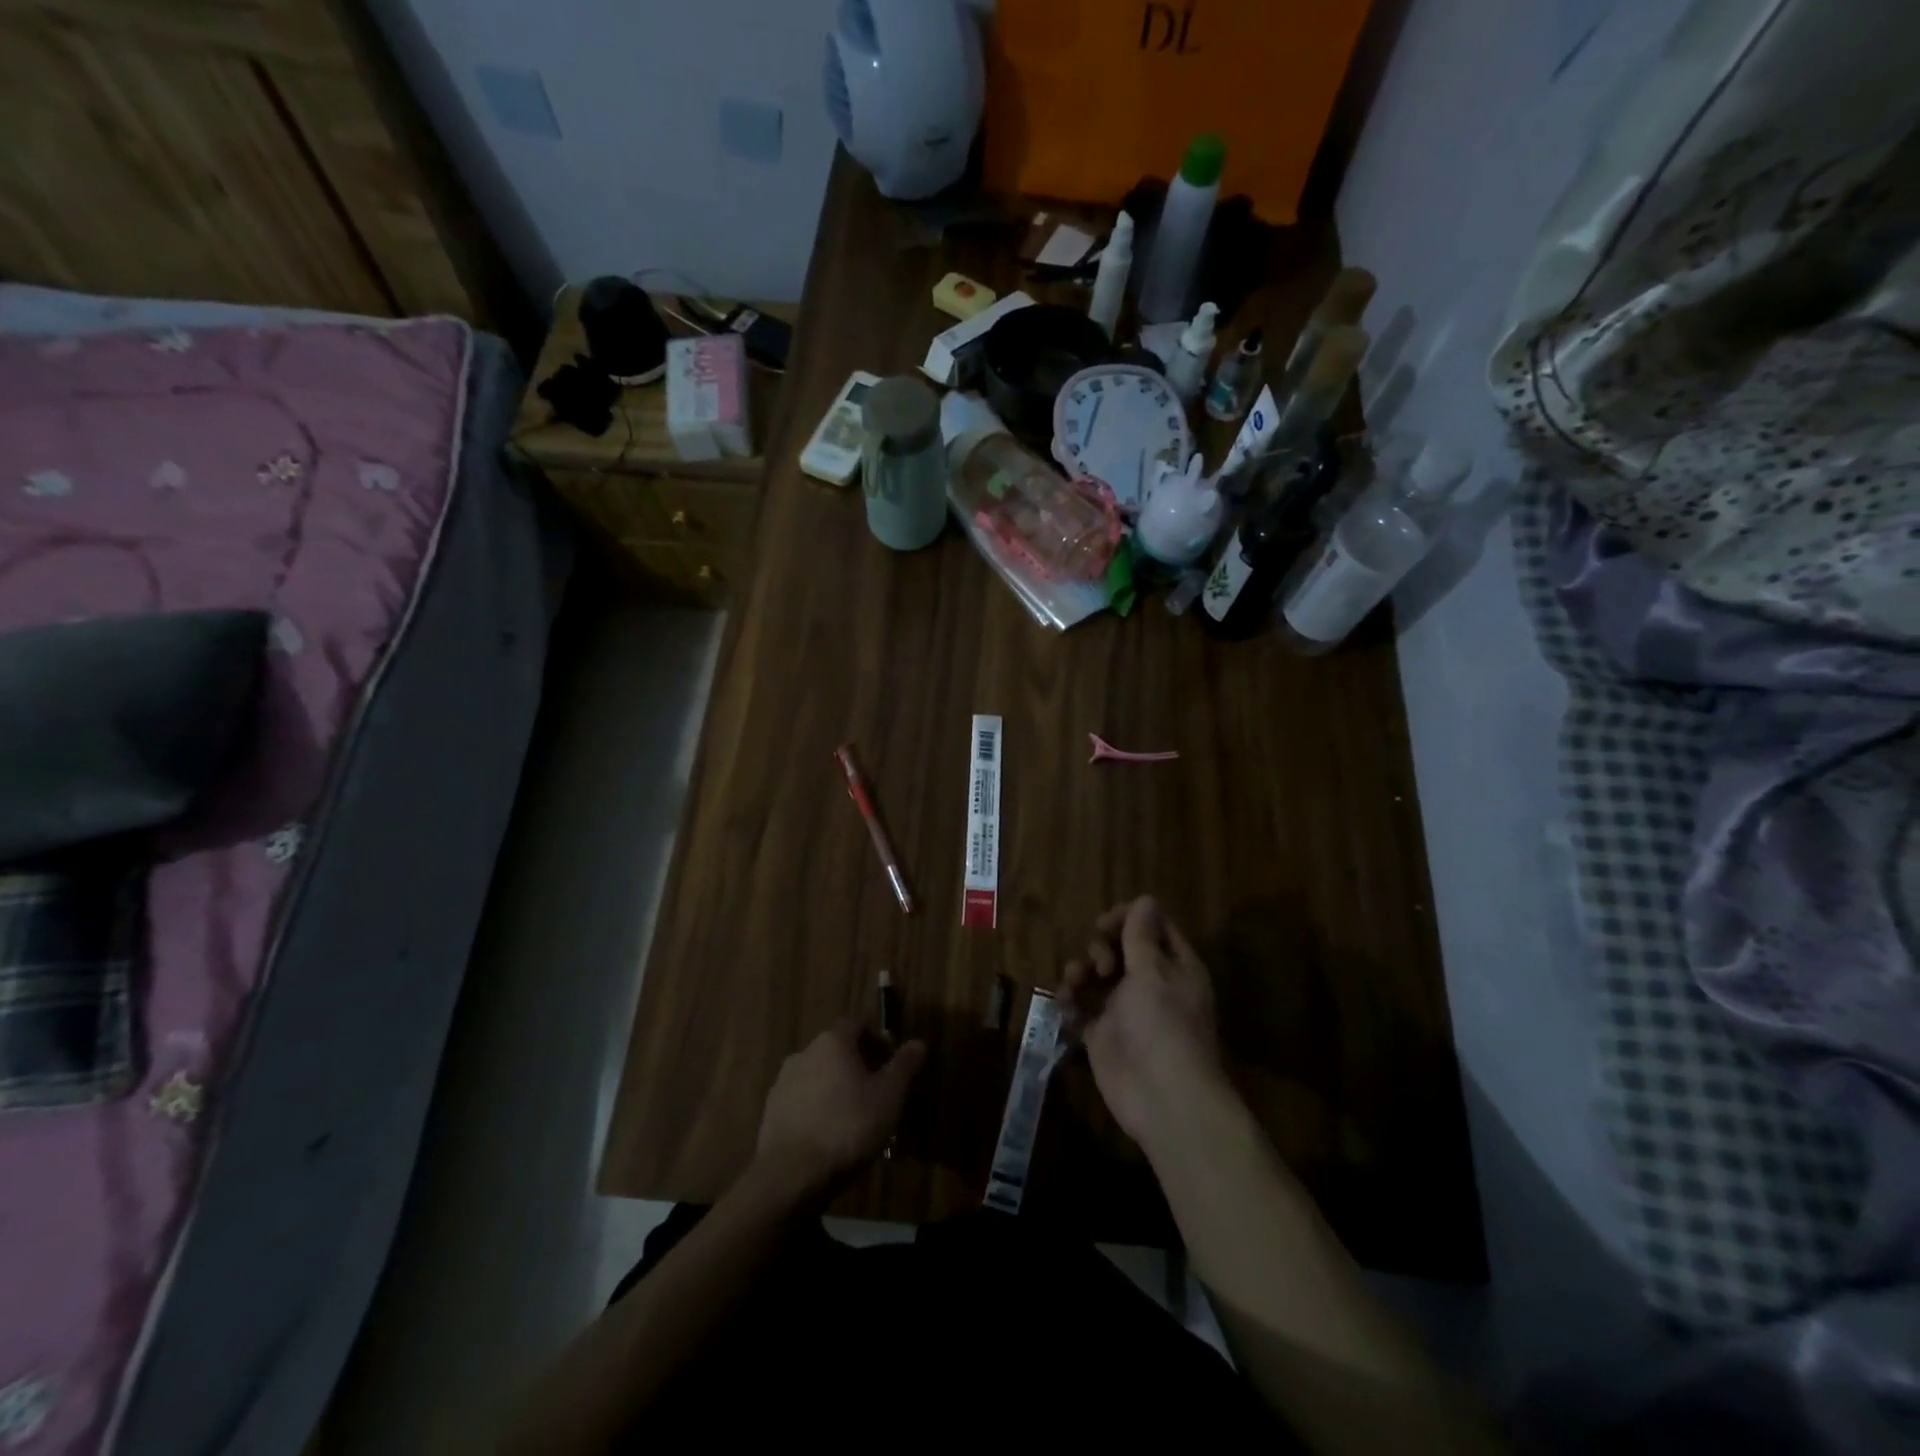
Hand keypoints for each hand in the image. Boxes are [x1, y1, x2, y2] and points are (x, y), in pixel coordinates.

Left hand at [754, 1019, 925, 1199]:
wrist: (791, 1175)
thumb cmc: (848, 1127)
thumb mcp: (889, 1096)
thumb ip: (904, 1066)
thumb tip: (918, 1043)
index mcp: (833, 1041)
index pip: (858, 1024)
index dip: (877, 1039)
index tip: (891, 1061)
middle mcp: (805, 1052)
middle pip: (837, 1049)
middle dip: (858, 1064)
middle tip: (877, 1091)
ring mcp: (783, 1082)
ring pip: (819, 1075)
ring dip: (837, 1086)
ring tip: (854, 1117)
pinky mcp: (771, 1111)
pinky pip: (803, 1099)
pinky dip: (818, 1107)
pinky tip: (829, 1134)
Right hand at [1060, 897, 1224, 1147]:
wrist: (1162, 1098)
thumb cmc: (1163, 1026)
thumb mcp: (1152, 973)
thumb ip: (1141, 936)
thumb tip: (1145, 899)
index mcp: (1174, 966)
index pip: (1152, 926)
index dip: (1128, 918)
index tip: (1106, 924)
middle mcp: (1150, 983)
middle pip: (1120, 947)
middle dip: (1102, 946)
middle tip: (1101, 963)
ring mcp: (1124, 1009)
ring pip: (1096, 975)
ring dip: (1081, 970)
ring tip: (1076, 981)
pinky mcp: (1102, 1034)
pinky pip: (1081, 1006)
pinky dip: (1070, 1000)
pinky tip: (1065, 1002)